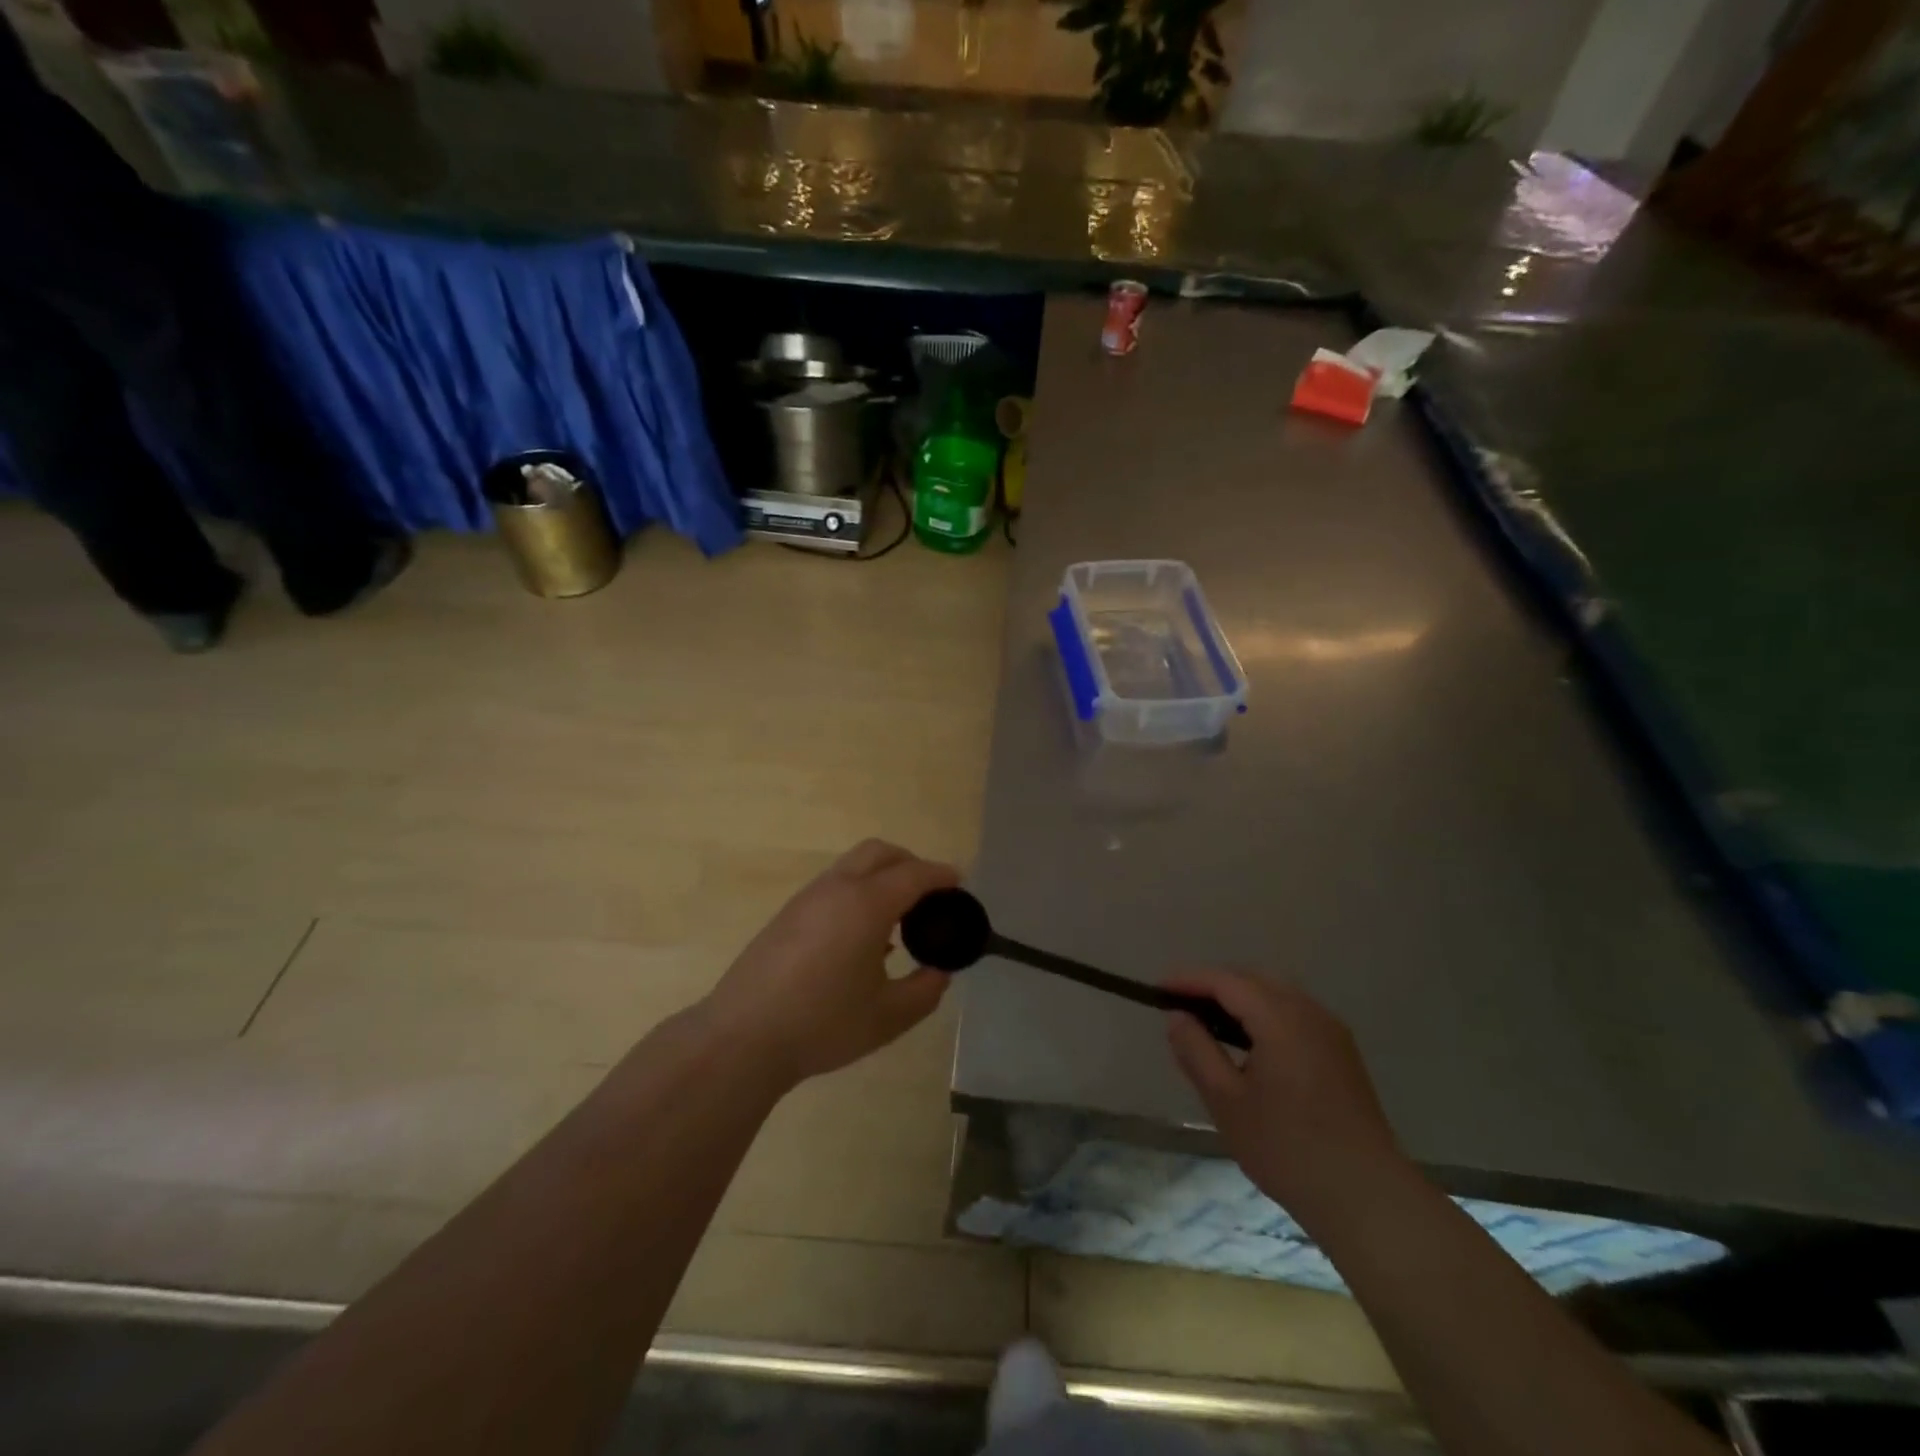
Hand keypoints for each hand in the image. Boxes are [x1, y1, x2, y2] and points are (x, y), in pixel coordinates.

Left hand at [704, 840, 958, 1087]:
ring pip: (852, 866)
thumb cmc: (823, 1024)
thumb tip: (939, 972)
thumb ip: (924, 990)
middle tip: (929, 893)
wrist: (742, 1037)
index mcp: (866, 904)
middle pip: (879, 852)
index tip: (958, 883)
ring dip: (880, 877)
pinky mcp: (787, 915)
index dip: (941, 875)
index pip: (913, 874)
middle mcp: (837, 889)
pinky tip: (862, 937)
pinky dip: (857, 892)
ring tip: (898, 919)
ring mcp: (807, 899)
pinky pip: (833, 886)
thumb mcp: (888, 1016)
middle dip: (910, 862)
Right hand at [1164, 970, 1405, 1224]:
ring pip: (1276, 994)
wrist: (1368, 1199)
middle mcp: (1309, 1012)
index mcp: (1280, 1018)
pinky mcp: (1342, 1053)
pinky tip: (1249, 1044)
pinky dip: (1264, 1013)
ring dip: (1240, 998)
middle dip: (1214, 985)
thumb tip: (1177, 1017)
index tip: (1157, 989)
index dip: (1189, 980)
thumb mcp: (1227, 1102)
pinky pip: (1294, 1013)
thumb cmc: (1288, 1150)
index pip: (1226, 981)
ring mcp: (1331, 1031)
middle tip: (1181, 1006)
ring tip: (1209, 1024)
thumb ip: (1196, 1051)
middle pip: (1253, 979)